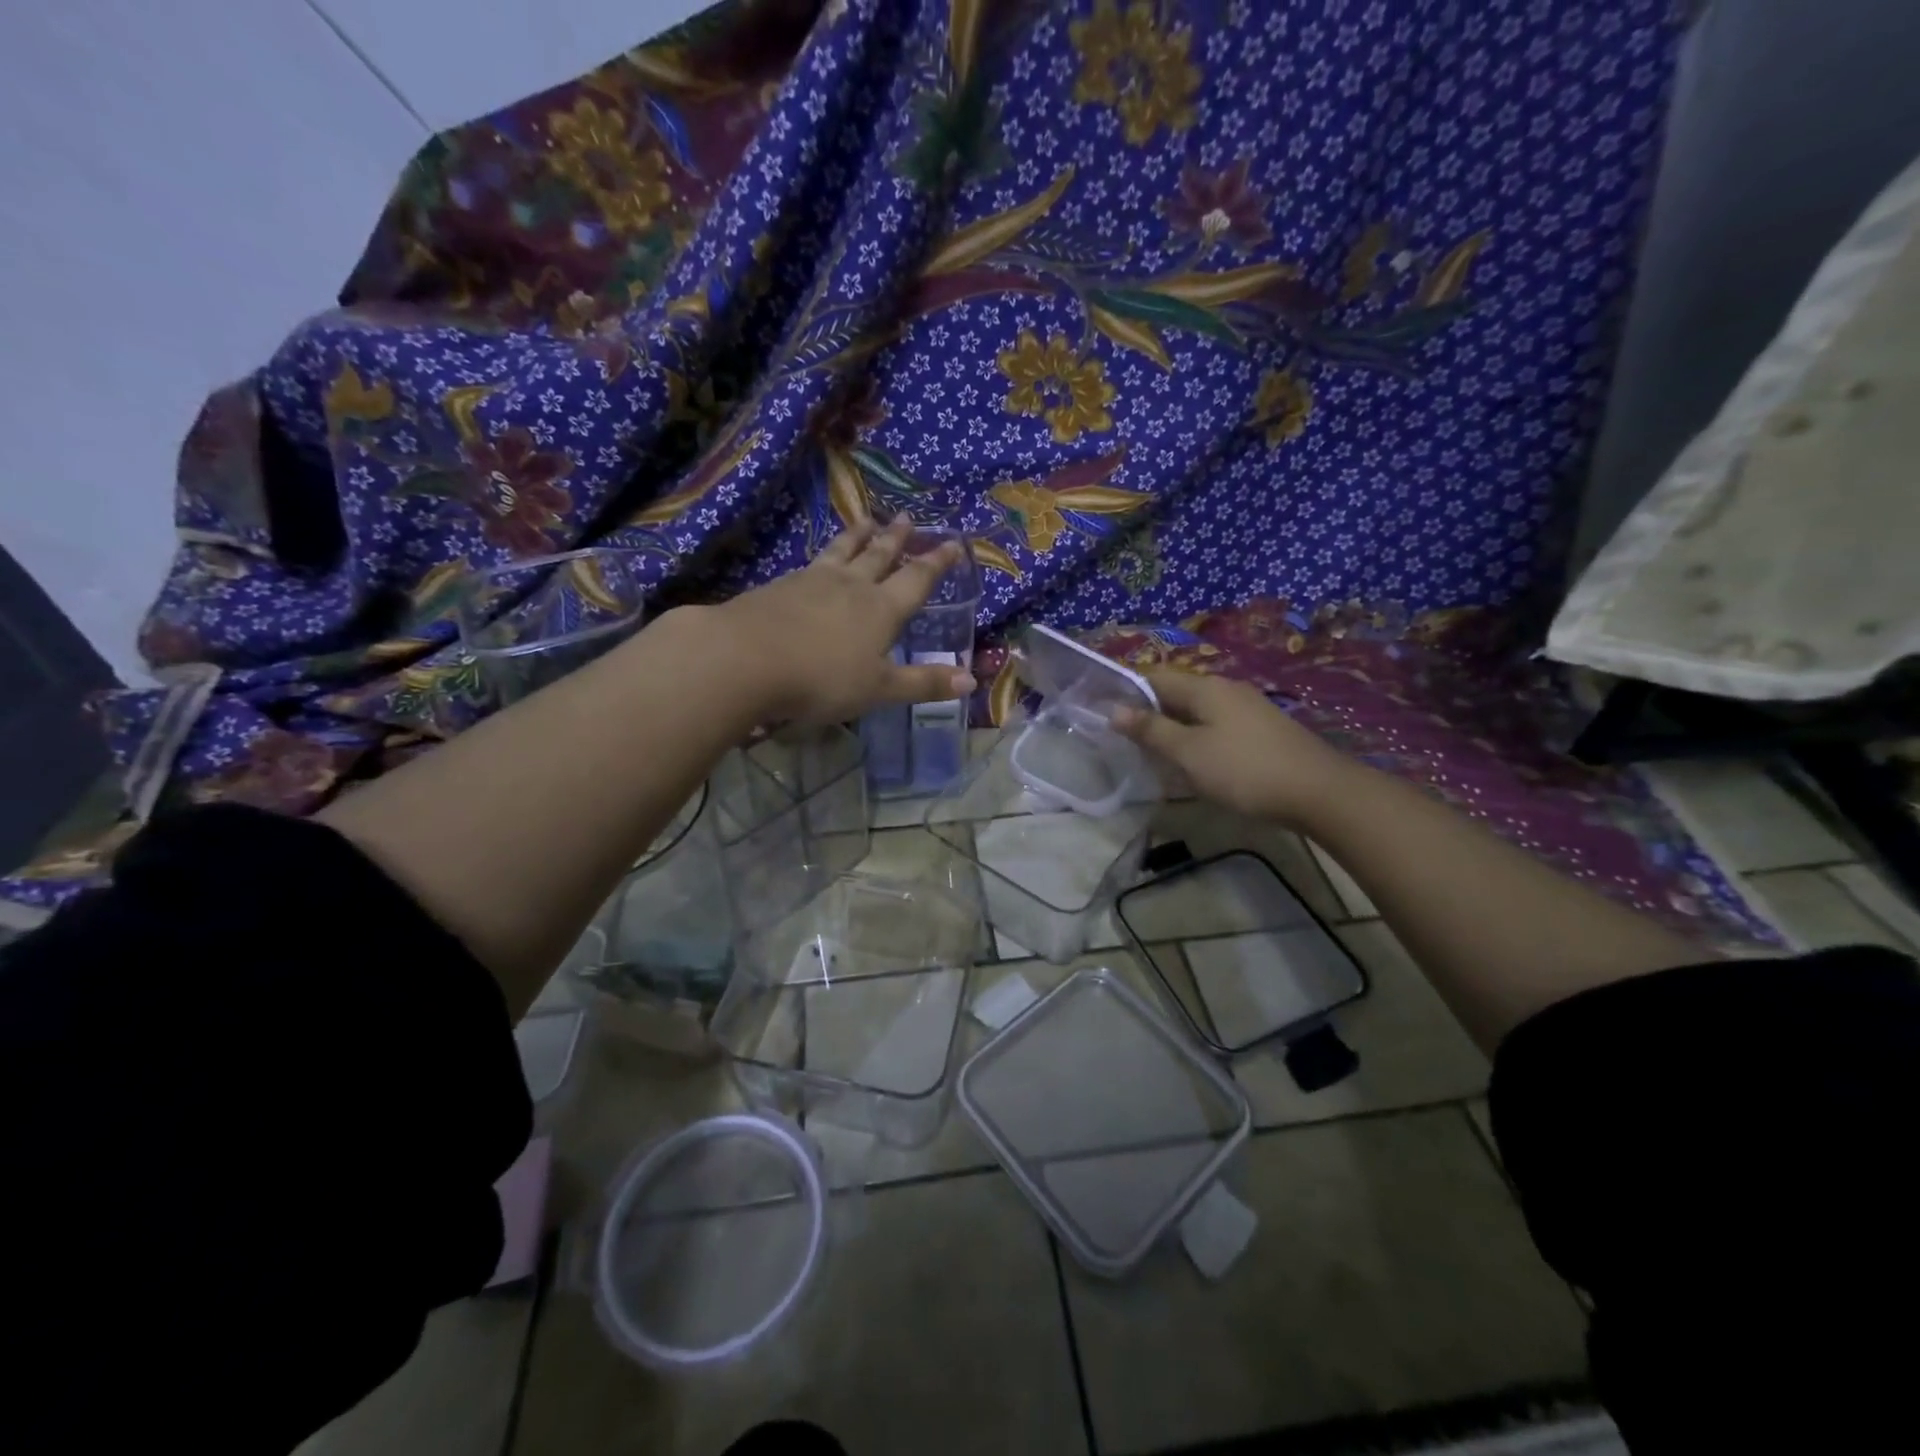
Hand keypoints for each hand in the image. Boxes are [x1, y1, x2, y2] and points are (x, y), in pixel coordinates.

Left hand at [712, 517, 974, 723]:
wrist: (745, 658)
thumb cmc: (821, 679)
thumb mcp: (879, 689)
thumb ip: (923, 683)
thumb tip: (972, 680)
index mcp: (881, 609)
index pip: (917, 580)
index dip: (937, 562)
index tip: (953, 542)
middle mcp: (851, 586)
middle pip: (879, 555)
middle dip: (897, 538)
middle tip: (907, 517)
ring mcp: (813, 581)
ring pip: (843, 551)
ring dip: (859, 536)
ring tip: (867, 520)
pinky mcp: (780, 585)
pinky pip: (812, 562)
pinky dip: (825, 553)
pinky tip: (819, 559)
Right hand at [1111, 669, 1352, 826]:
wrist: (1319, 792)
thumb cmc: (1244, 769)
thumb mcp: (1188, 752)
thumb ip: (1151, 730)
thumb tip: (1114, 710)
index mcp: (1205, 687)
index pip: (1154, 677)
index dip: (1128, 692)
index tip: (1104, 713)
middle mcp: (1227, 689)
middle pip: (1177, 694)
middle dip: (1149, 713)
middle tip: (1124, 740)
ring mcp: (1248, 709)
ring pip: (1198, 713)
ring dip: (1173, 729)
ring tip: (1152, 755)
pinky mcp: (1262, 731)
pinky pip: (1217, 727)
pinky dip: (1197, 740)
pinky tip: (1193, 763)